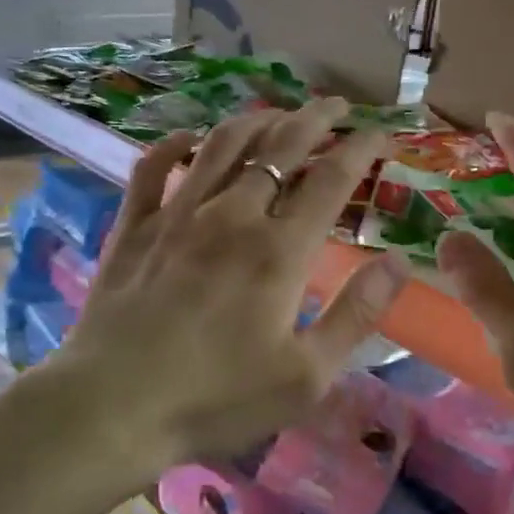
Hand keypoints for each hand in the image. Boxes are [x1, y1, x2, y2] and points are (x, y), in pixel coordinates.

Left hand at [50, 98, 410, 475]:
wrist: (113, 407)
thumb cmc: (216, 398)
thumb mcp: (306, 376)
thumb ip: (356, 315)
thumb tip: (400, 262)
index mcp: (279, 250)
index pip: (331, 179)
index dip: (361, 148)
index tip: (382, 133)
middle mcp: (231, 215)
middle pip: (279, 147)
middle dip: (315, 119)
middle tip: (336, 106)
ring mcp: (177, 214)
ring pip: (222, 144)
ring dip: (255, 120)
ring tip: (277, 111)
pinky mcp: (134, 226)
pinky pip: (153, 167)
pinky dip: (173, 144)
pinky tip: (188, 137)